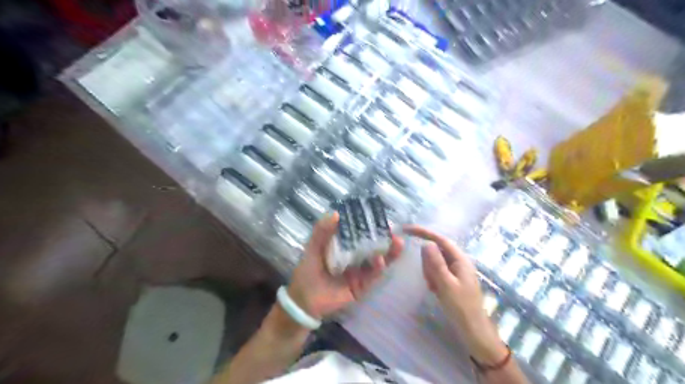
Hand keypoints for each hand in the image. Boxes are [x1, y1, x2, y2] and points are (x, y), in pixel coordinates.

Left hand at [286, 214, 401, 319]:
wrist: (304, 301)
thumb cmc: (308, 271)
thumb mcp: (313, 248)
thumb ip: (322, 231)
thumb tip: (336, 213)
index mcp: (344, 245)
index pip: (360, 232)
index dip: (370, 224)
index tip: (379, 216)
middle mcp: (355, 257)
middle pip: (373, 245)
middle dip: (385, 237)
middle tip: (393, 228)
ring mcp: (360, 271)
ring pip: (378, 259)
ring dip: (388, 251)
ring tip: (397, 242)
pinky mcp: (362, 286)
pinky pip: (373, 276)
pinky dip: (378, 268)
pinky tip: (381, 260)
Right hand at [402, 225, 503, 365]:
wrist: (473, 331)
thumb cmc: (461, 308)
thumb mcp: (446, 285)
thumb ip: (436, 263)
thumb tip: (426, 243)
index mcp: (460, 259)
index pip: (440, 239)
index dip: (423, 232)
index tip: (406, 230)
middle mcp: (458, 261)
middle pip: (435, 251)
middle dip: (428, 264)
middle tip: (431, 282)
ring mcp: (454, 271)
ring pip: (433, 263)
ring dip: (430, 274)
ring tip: (435, 289)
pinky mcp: (450, 279)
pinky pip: (435, 273)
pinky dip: (432, 280)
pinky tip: (436, 292)